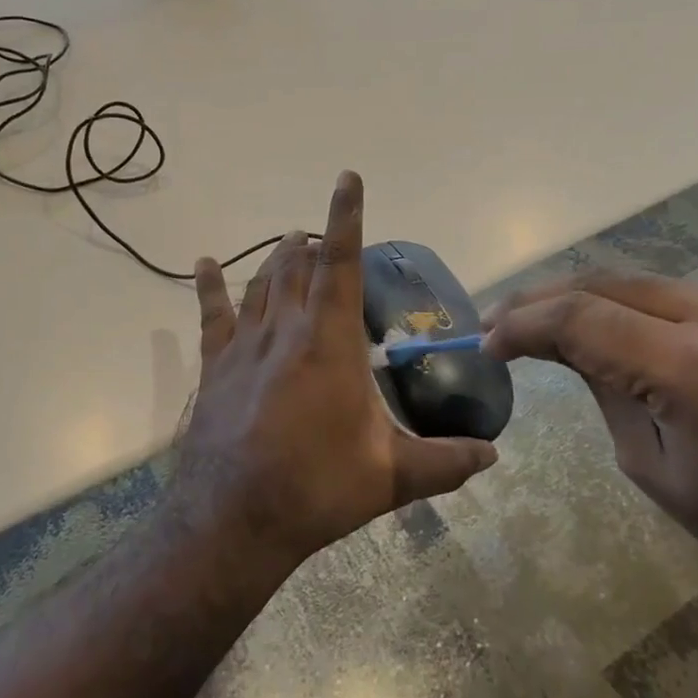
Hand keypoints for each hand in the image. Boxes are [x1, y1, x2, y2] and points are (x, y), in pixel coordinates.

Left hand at [171, 172, 497, 572]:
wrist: (232, 518)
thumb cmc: (316, 489)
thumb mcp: (390, 478)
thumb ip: (445, 462)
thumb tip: (493, 456)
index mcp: (329, 342)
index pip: (341, 264)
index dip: (346, 218)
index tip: (348, 179)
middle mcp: (285, 330)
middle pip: (297, 265)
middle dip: (313, 242)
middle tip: (326, 239)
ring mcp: (244, 345)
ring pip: (262, 282)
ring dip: (279, 258)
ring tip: (292, 242)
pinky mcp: (216, 366)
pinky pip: (212, 314)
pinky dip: (211, 285)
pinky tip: (205, 263)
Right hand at [484, 274, 697, 618]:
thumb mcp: (656, 470)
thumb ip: (607, 392)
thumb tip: (571, 351)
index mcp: (694, 369)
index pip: (580, 317)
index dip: (522, 324)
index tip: (486, 342)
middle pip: (607, 282)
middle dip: (546, 298)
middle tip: (502, 321)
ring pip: (645, 281)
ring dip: (590, 297)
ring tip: (549, 320)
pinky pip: (687, 296)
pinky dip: (638, 305)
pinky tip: (619, 328)